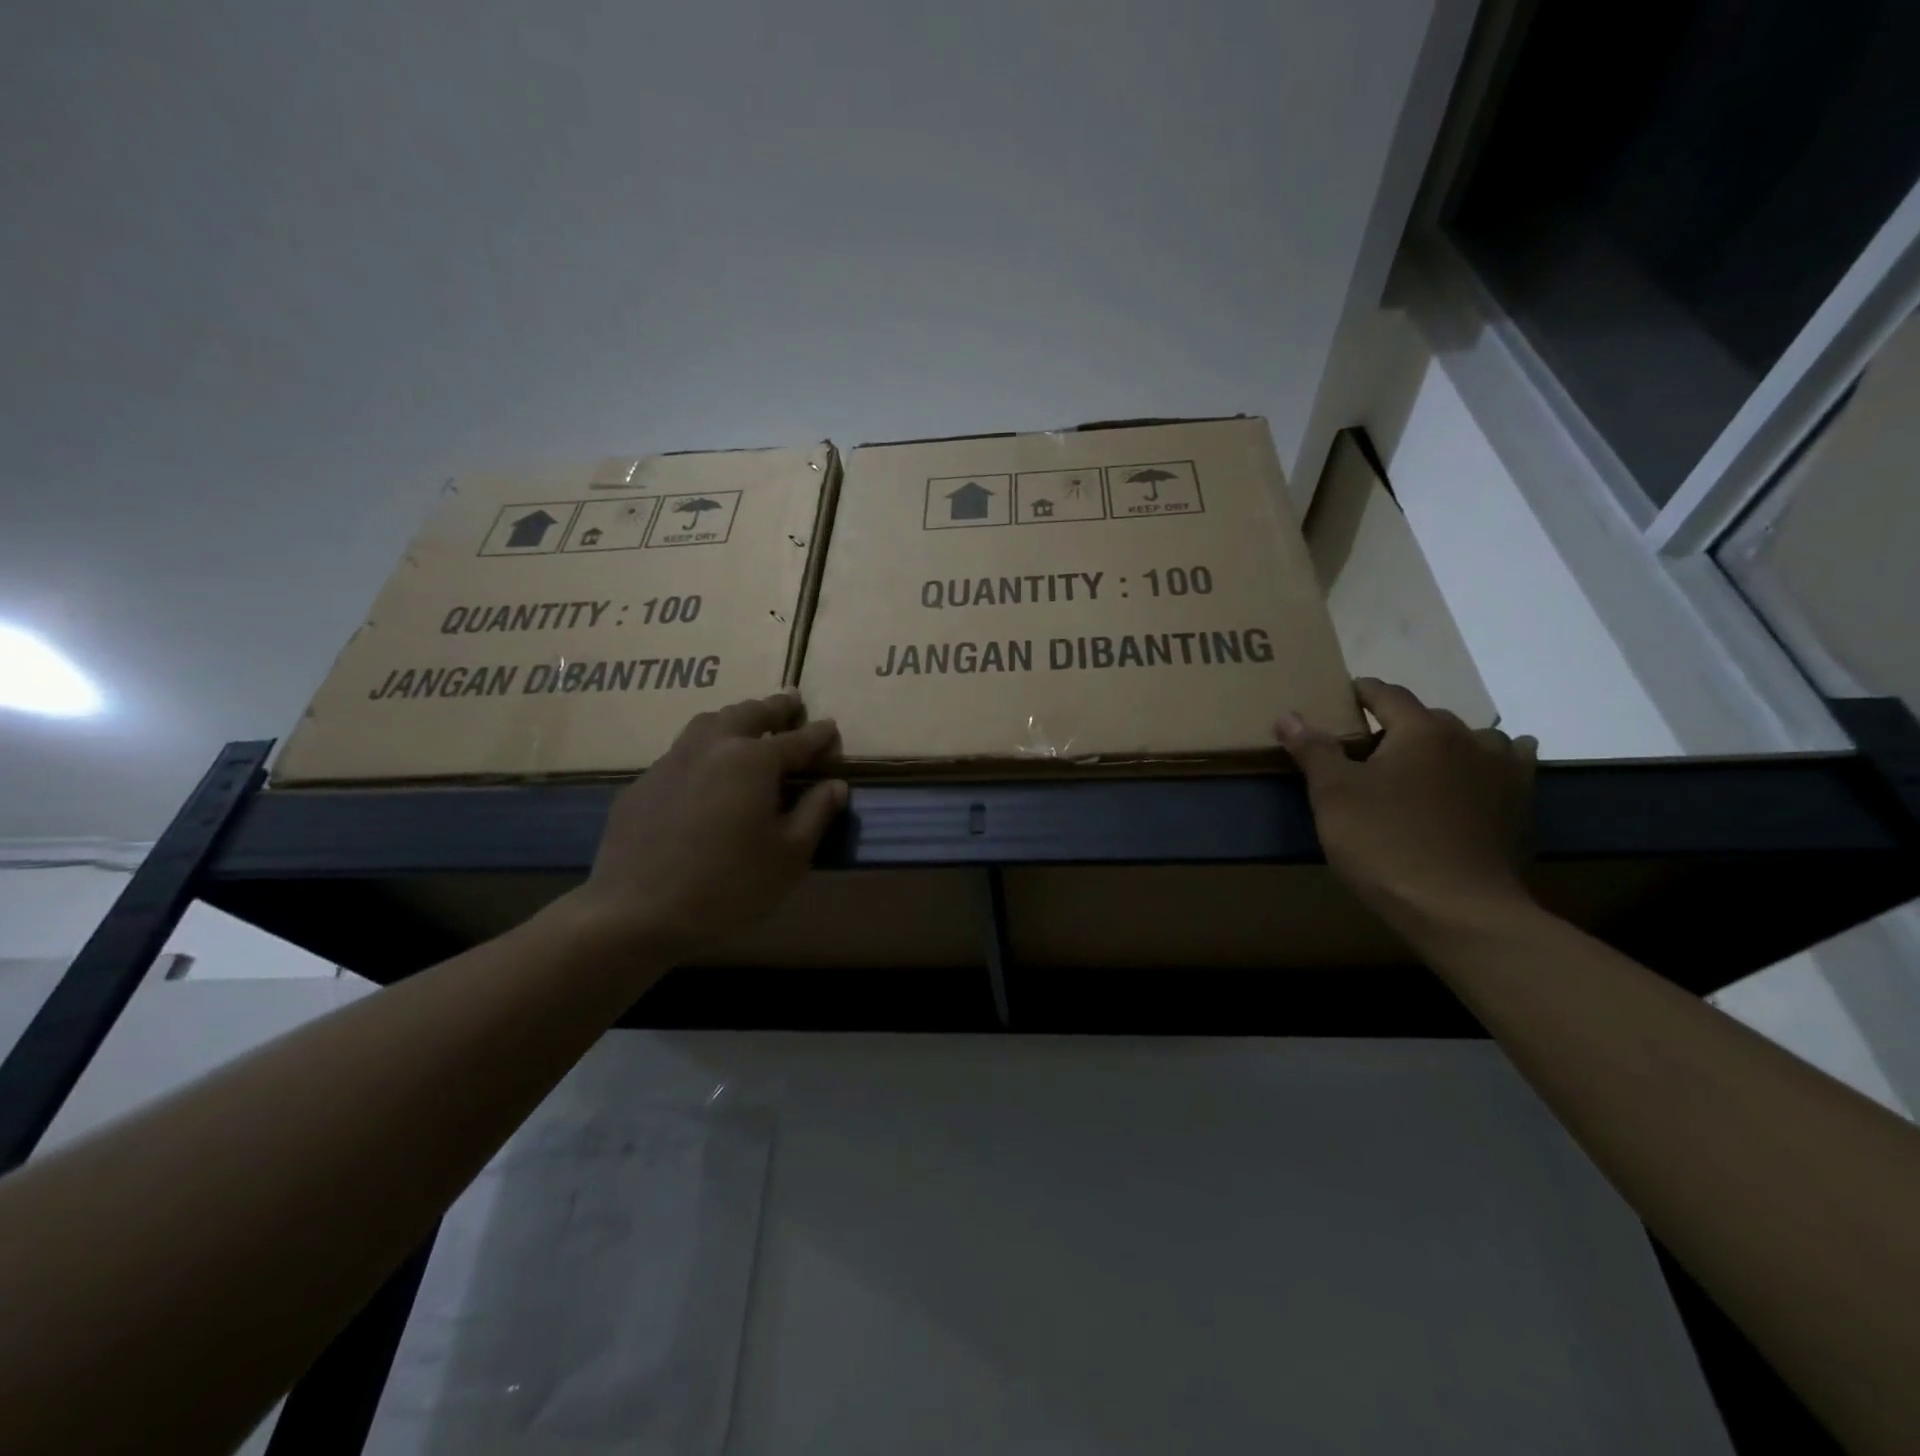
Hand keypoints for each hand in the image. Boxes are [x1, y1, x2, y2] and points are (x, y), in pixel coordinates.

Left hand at [564, 694, 846, 962]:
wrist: (637, 913)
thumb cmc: (729, 886)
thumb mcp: (789, 856)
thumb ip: (815, 813)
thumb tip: (835, 784)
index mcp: (753, 760)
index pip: (797, 740)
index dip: (819, 735)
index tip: (832, 728)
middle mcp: (712, 747)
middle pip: (748, 714)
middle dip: (775, 707)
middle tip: (792, 702)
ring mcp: (671, 762)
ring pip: (708, 723)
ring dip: (735, 717)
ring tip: (748, 722)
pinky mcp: (642, 784)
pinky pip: (681, 752)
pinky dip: (704, 749)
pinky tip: (705, 771)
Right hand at [1277, 679, 1536, 935]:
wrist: (1458, 909)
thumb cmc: (1384, 842)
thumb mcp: (1333, 795)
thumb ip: (1314, 750)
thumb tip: (1288, 716)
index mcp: (1422, 730)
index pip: (1387, 694)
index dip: (1361, 692)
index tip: (1342, 697)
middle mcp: (1469, 739)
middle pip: (1428, 717)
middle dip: (1398, 724)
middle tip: (1368, 747)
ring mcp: (1505, 772)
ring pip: (1473, 740)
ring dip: (1446, 742)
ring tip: (1422, 761)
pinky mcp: (1521, 806)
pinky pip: (1510, 767)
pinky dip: (1492, 763)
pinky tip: (1483, 774)